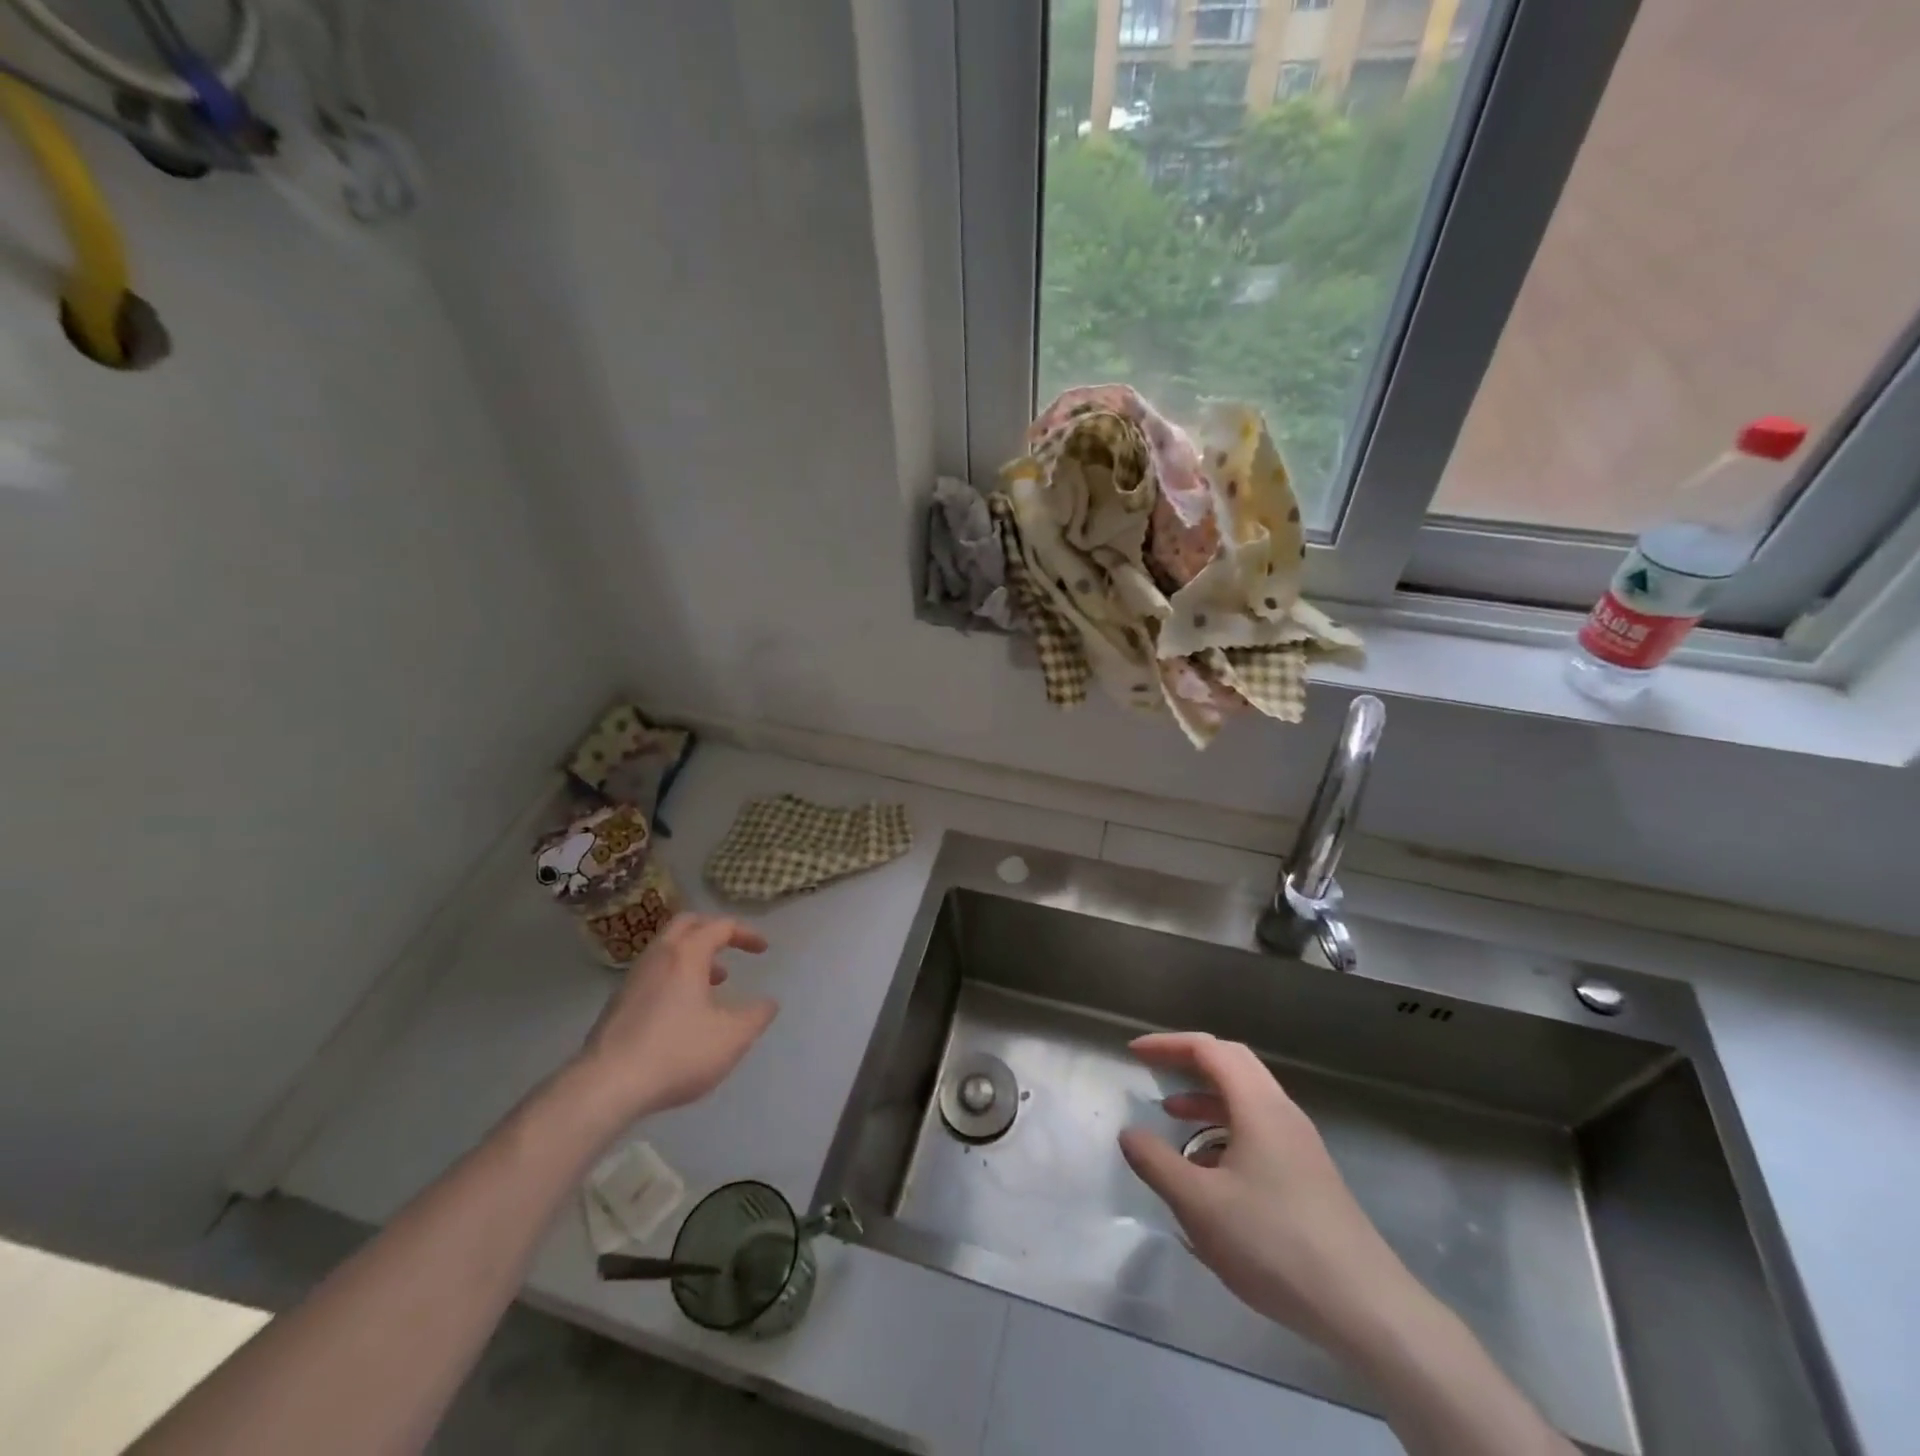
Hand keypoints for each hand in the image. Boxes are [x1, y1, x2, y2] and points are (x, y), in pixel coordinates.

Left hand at [566, 914, 778, 1126]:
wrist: (606, 1086)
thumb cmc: (677, 1053)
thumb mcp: (732, 1038)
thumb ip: (757, 1016)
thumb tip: (769, 1003)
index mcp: (687, 954)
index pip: (720, 926)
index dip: (746, 933)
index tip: (763, 950)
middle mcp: (658, 956)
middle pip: (687, 924)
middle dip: (713, 931)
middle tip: (732, 948)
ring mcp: (633, 979)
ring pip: (667, 949)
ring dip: (693, 955)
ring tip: (714, 982)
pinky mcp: (618, 1003)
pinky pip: (653, 972)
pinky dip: (675, 975)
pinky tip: (683, 1009)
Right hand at [1117, 1032, 1417, 1353]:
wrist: (1366, 1308)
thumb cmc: (1275, 1245)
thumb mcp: (1200, 1206)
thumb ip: (1157, 1164)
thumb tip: (1129, 1133)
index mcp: (1258, 1106)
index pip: (1208, 1050)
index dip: (1168, 1045)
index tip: (1135, 1053)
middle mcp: (1282, 1112)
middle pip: (1233, 1062)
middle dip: (1189, 1060)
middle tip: (1155, 1070)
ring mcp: (1301, 1143)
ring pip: (1248, 1097)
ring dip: (1207, 1096)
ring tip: (1173, 1118)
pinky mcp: (1310, 1173)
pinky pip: (1260, 1127)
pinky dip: (1226, 1126)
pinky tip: (1211, 1168)